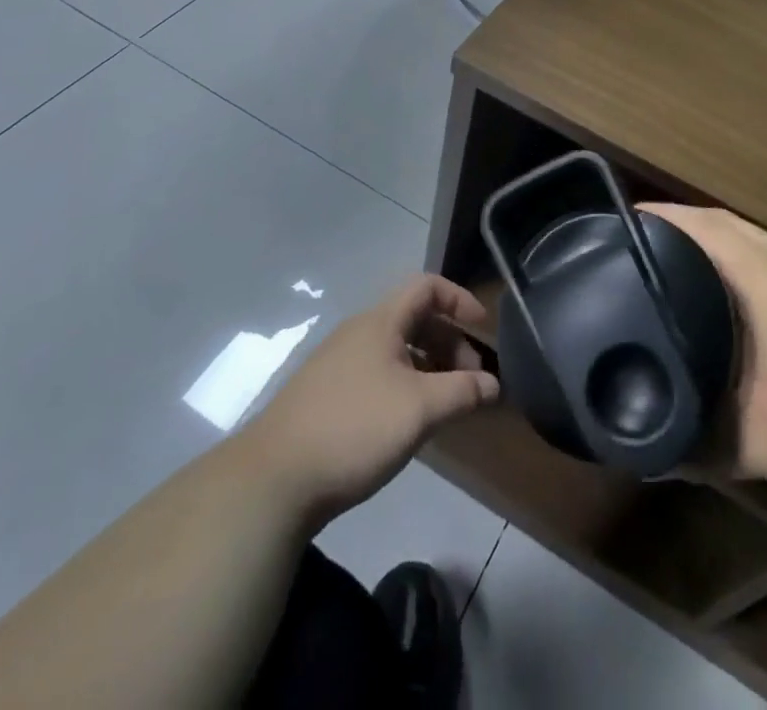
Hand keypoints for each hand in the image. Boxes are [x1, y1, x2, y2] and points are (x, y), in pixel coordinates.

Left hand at [240, 276, 499, 530]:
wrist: (272, 481)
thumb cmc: (354, 429)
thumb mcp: (419, 409)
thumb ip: (462, 392)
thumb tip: (494, 385)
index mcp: (380, 322)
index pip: (427, 286)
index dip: (459, 299)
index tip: (482, 329)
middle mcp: (358, 333)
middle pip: (414, 318)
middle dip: (449, 341)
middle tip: (469, 380)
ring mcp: (338, 364)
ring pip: (396, 349)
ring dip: (428, 366)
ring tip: (444, 403)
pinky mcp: (325, 396)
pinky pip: (378, 373)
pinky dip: (405, 384)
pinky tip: (408, 421)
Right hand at [646, 203, 766, 514]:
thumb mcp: (762, 441)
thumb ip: (702, 442)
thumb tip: (652, 450)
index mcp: (762, 272)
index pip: (695, 224)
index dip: (650, 219)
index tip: (607, 231)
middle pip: (719, 224)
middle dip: (672, 230)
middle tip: (625, 255)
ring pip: (747, 243)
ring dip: (706, 248)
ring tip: (665, 276)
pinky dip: (735, 269)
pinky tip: (726, 308)